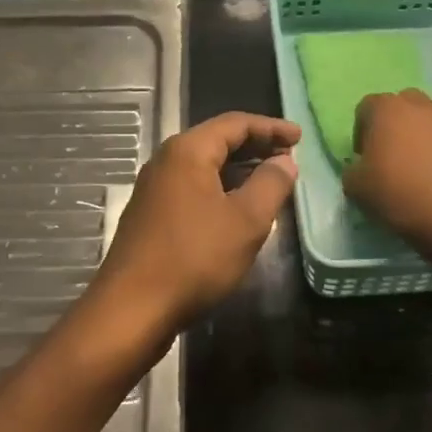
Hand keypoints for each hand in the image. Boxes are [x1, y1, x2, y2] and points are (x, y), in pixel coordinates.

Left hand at [93, 112, 300, 335]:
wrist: (132, 308)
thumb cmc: (194, 258)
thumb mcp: (246, 221)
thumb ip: (271, 185)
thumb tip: (285, 162)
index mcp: (188, 150)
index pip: (235, 123)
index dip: (271, 128)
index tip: (300, 138)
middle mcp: (166, 160)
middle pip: (217, 140)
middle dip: (256, 146)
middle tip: (289, 158)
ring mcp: (154, 188)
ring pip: (204, 166)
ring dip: (239, 169)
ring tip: (270, 181)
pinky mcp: (151, 214)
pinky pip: (193, 187)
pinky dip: (220, 188)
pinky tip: (237, 209)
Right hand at [343, 90, 431, 243]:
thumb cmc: (395, 192)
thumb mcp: (354, 186)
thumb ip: (353, 169)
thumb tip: (361, 168)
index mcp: (387, 109)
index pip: (367, 106)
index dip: (361, 130)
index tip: (364, 155)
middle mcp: (420, 108)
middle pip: (404, 104)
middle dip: (396, 123)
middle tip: (391, 153)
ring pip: (431, 121)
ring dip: (422, 137)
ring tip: (419, 168)